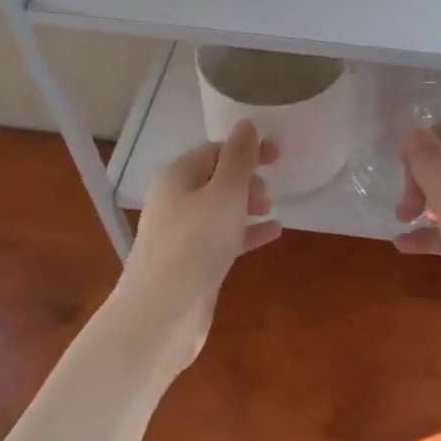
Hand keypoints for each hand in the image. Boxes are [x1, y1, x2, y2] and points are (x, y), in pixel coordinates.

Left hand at [117, 121, 280, 369]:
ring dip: (246, 205)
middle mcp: (175, 202)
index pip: (214, 151)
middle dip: (245, 179)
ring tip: (271, 209)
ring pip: (219, 209)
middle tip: (269, 191)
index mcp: (177, 177)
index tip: (278, 157)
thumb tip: (246, 125)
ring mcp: (181, 235)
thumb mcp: (224, 194)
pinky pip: (222, 238)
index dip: (246, 150)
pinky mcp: (191, 264)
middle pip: (215, 178)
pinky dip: (246, 232)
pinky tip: (272, 234)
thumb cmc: (195, 244)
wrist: (161, 315)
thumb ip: (239, 159)